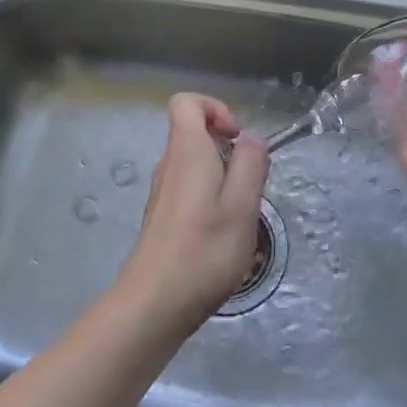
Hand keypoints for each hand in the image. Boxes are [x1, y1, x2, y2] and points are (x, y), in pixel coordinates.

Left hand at [116, 94, 269, 327]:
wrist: (154, 304)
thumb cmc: (204, 251)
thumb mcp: (242, 206)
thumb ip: (251, 165)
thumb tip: (252, 140)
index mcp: (186, 152)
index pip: (187, 102)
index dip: (215, 109)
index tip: (237, 139)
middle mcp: (169, 164)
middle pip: (195, 134)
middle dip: (228, 150)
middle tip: (248, 186)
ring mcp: (163, 192)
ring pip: (195, 164)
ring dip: (222, 178)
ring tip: (239, 215)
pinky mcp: (163, 217)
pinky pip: (189, 189)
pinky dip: (210, 199)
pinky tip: (222, 235)